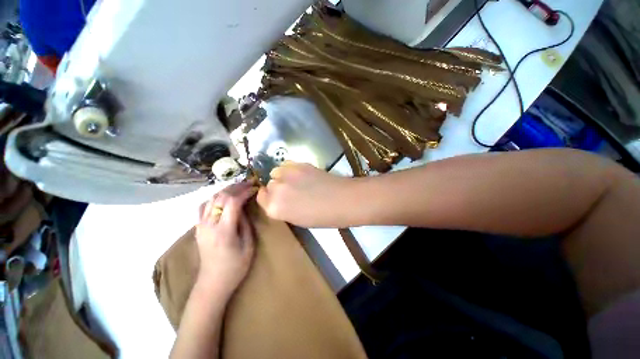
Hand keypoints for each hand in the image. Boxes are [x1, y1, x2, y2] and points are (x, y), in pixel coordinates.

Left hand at [195, 182, 256, 295]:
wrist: (213, 283)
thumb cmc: (235, 267)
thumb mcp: (248, 245)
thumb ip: (245, 223)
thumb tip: (243, 208)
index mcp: (224, 230)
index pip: (233, 202)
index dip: (245, 191)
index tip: (255, 187)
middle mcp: (209, 225)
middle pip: (221, 197)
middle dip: (236, 187)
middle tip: (249, 183)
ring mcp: (200, 226)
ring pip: (211, 199)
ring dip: (226, 190)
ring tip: (239, 188)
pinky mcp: (198, 228)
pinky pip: (204, 206)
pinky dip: (214, 198)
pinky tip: (223, 198)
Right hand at [257, 162, 354, 227]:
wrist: (342, 200)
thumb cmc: (322, 217)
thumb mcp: (296, 219)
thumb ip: (282, 208)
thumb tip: (279, 198)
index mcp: (275, 208)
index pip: (261, 198)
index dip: (268, 197)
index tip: (276, 197)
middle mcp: (276, 190)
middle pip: (269, 184)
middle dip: (277, 187)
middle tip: (290, 191)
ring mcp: (287, 174)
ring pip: (275, 172)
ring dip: (282, 176)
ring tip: (295, 181)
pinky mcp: (298, 164)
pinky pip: (286, 164)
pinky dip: (290, 169)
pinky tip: (300, 173)